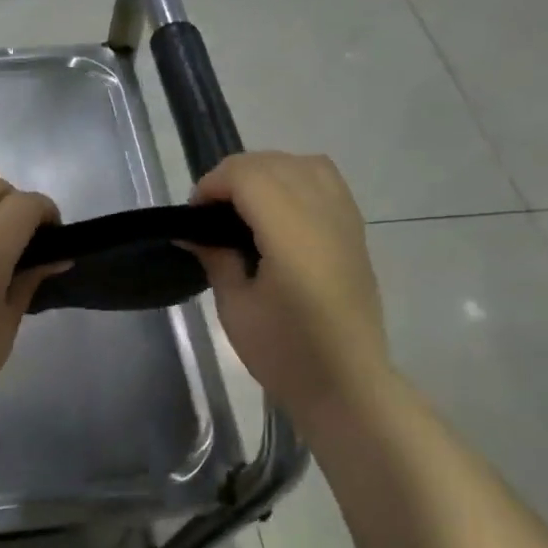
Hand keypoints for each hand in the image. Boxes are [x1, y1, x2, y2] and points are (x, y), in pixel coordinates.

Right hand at [189, 152, 391, 419]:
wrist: (347, 384)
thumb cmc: (285, 353)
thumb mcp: (235, 308)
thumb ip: (215, 258)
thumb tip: (192, 232)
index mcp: (292, 234)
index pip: (248, 175)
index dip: (213, 184)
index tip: (194, 214)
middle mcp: (323, 215)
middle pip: (274, 163)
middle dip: (234, 175)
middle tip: (211, 213)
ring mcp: (345, 220)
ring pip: (304, 164)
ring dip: (267, 172)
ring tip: (245, 205)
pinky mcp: (355, 231)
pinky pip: (326, 181)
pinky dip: (296, 180)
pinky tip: (278, 212)